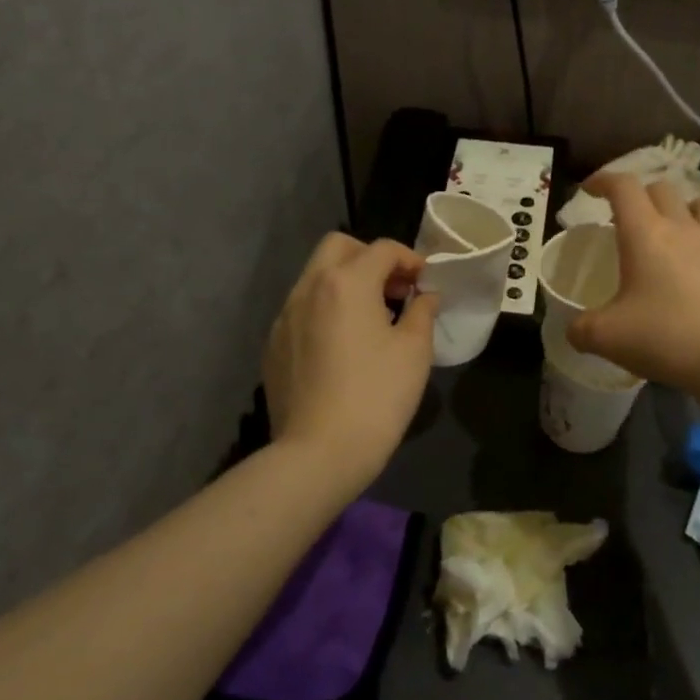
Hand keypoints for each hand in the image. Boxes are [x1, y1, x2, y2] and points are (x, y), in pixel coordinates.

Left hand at [263, 234, 438, 494]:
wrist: (319, 452)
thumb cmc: (377, 396)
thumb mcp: (414, 351)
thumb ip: (422, 311)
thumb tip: (425, 295)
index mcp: (346, 282)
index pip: (382, 249)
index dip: (410, 259)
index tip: (426, 283)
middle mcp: (309, 288)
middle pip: (339, 247)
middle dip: (370, 258)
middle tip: (395, 290)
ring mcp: (285, 316)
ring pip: (316, 276)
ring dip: (346, 282)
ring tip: (372, 318)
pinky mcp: (274, 344)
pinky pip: (302, 309)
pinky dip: (326, 309)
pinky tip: (343, 346)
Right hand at [567, 174, 699, 391]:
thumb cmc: (665, 338)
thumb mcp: (606, 337)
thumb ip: (580, 329)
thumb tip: (573, 329)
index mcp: (645, 234)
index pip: (622, 187)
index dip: (603, 180)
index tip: (589, 191)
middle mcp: (684, 228)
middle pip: (663, 189)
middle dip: (642, 195)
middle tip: (630, 219)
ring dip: (687, 209)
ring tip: (677, 229)